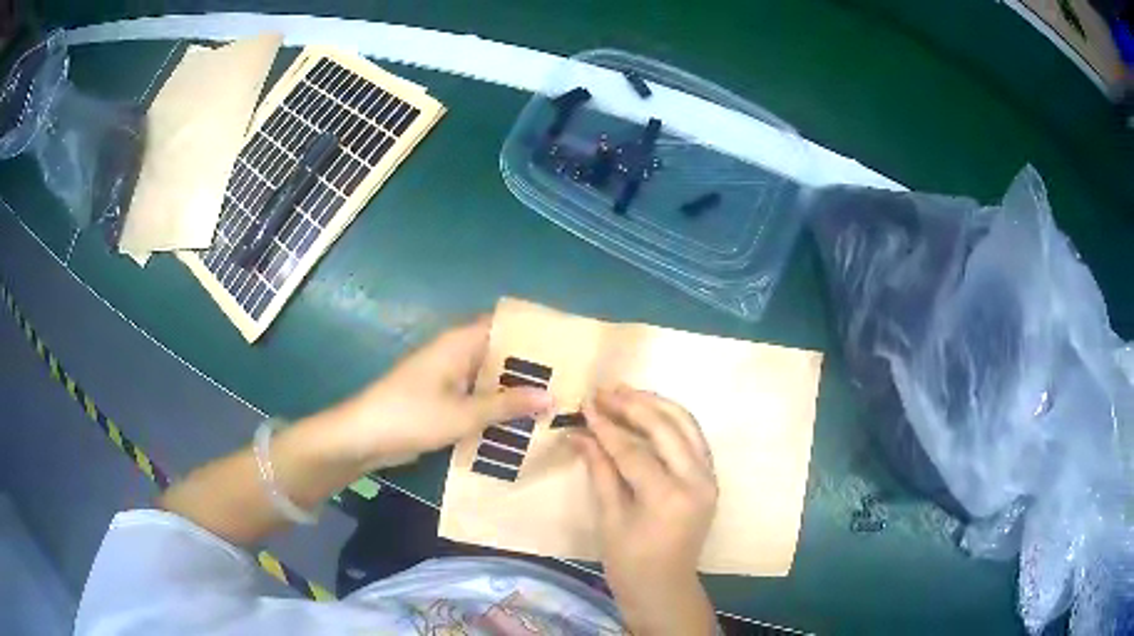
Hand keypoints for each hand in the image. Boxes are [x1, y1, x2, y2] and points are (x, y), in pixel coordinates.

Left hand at [324, 317, 552, 470]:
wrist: (364, 437)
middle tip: (571, 381)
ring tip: (556, 402)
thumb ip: (507, 405)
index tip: (568, 346)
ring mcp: (449, 376)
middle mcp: (456, 353)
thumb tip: (552, 397)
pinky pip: (478, 396)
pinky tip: (522, 422)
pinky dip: (497, 405)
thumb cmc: (411, 415)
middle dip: (532, 366)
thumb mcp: (463, 413)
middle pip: (501, 352)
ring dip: (515, 389)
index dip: (535, 332)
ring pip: (490, 377)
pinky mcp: (443, 398)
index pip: (505, 325)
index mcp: (460, 342)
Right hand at [572, 386, 717, 635]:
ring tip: (626, 392)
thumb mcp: (609, 520)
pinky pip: (693, 438)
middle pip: (666, 428)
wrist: (665, 588)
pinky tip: (649, 412)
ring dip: (656, 405)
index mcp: (668, 497)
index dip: (606, 426)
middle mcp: (696, 481)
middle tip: (604, 390)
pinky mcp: (710, 479)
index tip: (586, 404)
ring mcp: (709, 478)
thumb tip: (579, 434)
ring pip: (687, 425)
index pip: (634, 450)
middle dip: (634, 405)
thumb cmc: (630, 564)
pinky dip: (672, 420)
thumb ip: (599, 471)